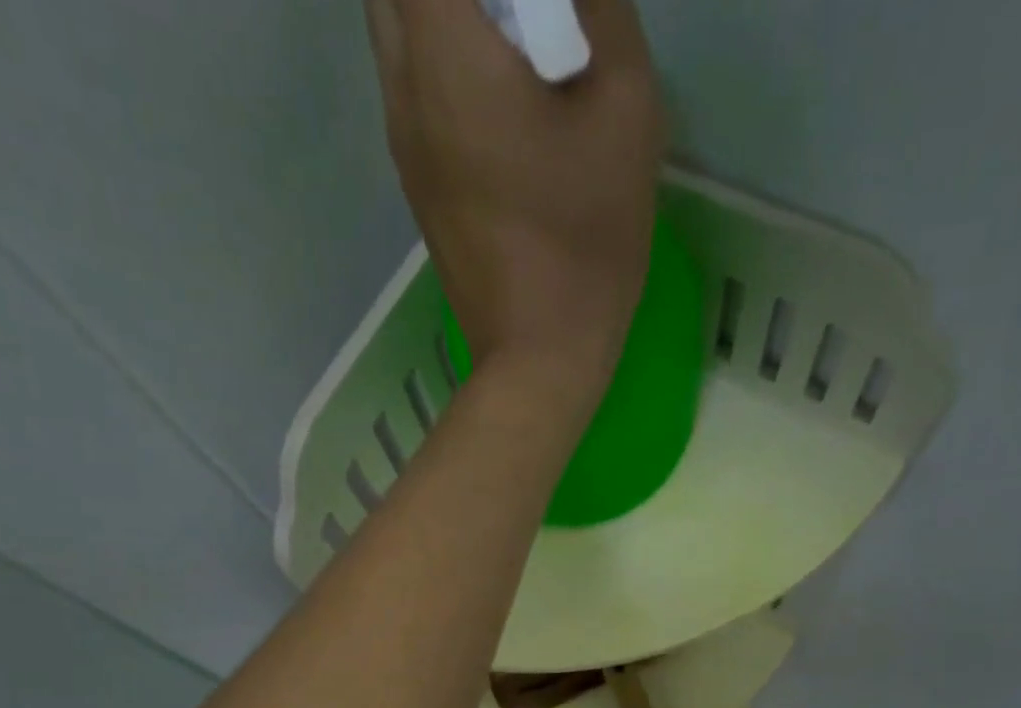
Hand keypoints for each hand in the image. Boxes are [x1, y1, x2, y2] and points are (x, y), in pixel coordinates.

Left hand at [366, 0, 663, 388]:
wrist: (538, 359)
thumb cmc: (585, 244)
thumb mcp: (624, 111)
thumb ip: (602, 8)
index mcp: (444, 53)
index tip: (537, 2)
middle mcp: (402, 88)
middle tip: (520, 12)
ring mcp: (402, 143)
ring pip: (395, 29)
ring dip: (446, 12)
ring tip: (511, 32)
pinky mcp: (415, 185)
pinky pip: (411, 85)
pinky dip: (440, 55)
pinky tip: (498, 82)